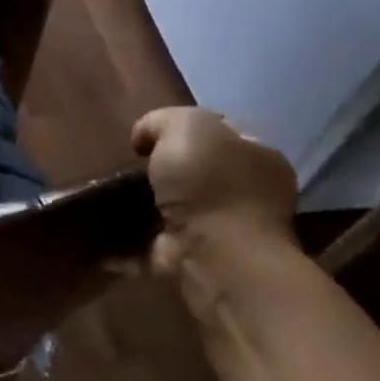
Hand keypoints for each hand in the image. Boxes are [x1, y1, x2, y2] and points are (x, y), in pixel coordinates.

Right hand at [132, 107, 298, 278]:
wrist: (217, 257)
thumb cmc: (211, 183)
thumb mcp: (185, 124)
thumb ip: (162, 121)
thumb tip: (146, 139)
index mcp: (262, 157)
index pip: (221, 131)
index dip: (183, 127)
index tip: (150, 135)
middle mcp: (253, 193)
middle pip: (200, 169)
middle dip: (167, 167)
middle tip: (135, 164)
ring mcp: (230, 230)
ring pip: (182, 204)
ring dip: (152, 201)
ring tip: (118, 192)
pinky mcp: (203, 259)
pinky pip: (164, 238)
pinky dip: (142, 234)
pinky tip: (119, 224)